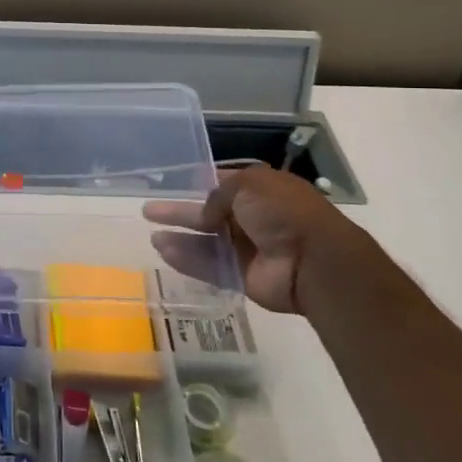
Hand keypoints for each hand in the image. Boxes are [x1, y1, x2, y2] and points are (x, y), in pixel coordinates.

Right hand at [142, 165, 384, 315]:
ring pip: (205, 242)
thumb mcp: (249, 185)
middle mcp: (252, 218)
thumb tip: (205, 213)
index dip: (199, 184)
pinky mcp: (241, 276)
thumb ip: (218, 195)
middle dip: (179, 212)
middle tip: (149, 210)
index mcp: (260, 191)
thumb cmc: (283, 212)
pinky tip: (164, 252)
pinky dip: (187, 260)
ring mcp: (247, 249)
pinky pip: (209, 266)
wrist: (312, 260)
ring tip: (151, 235)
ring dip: (180, 238)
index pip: (223, 185)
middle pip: (208, 214)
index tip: (173, 185)